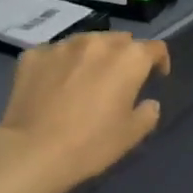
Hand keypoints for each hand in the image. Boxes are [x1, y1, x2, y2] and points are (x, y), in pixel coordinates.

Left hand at [0, 31, 170, 192]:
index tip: (157, 76)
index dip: (160, 61)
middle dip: (124, 56)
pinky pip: (55, 54)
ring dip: (92, 56)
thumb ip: (147, 113)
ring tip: (85, 78)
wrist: (33, 151)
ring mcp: (62, 46)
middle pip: (119, 40)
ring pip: (86, 43)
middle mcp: (97, 42)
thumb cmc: (91, 144)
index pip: (154, 48)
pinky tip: (55, 85)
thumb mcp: (131, 135)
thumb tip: (148, 103)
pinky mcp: (33, 55)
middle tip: (119, 80)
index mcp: (128, 59)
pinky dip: (61, 64)